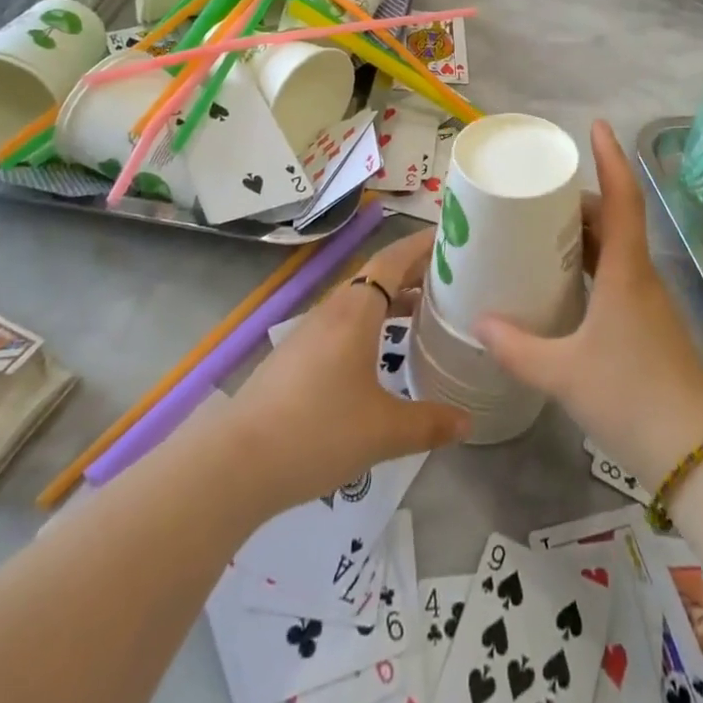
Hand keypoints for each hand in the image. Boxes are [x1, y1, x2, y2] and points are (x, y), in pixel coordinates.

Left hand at [228, 230, 469, 512]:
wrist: (236, 463)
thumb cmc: (317, 431)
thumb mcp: (383, 431)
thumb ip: (429, 422)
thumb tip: (467, 420)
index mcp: (356, 310)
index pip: (394, 259)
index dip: (423, 245)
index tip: (455, 239)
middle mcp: (333, 309)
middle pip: (378, 275)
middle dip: (414, 271)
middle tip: (453, 278)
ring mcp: (310, 331)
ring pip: (360, 300)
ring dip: (392, 298)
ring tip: (425, 311)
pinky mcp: (297, 355)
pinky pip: (344, 322)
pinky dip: (372, 321)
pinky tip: (382, 351)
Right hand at [474, 121, 702, 489]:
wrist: (696, 454)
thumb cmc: (631, 397)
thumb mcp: (563, 374)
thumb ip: (517, 347)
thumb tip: (479, 322)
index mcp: (626, 271)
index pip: (622, 198)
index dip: (611, 158)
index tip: (596, 126)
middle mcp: (641, 276)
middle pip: (614, 219)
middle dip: (580, 200)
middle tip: (538, 194)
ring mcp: (649, 301)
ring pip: (617, 249)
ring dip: (585, 233)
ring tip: (542, 232)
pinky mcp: (649, 325)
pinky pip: (618, 275)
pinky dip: (592, 264)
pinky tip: (566, 284)